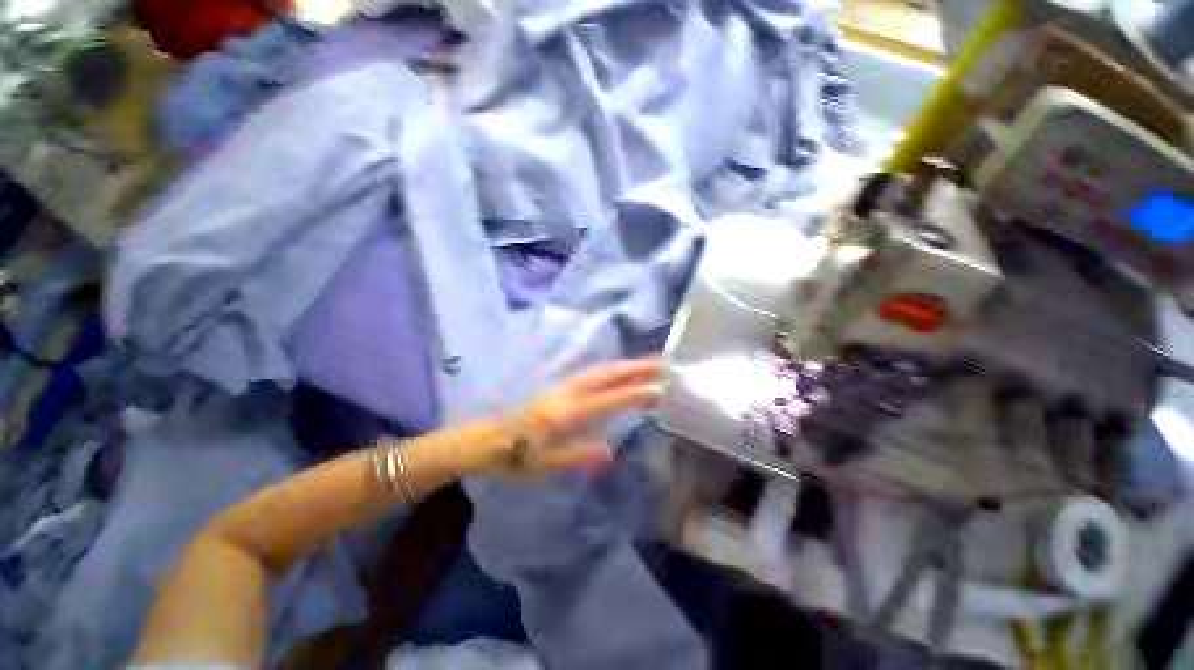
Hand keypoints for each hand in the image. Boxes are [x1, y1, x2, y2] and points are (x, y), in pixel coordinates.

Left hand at [482, 357, 664, 476]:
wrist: (484, 441)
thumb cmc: (513, 458)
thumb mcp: (544, 465)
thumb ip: (577, 455)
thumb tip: (610, 450)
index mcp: (564, 414)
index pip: (606, 400)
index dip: (633, 394)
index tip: (658, 389)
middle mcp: (566, 394)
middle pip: (605, 375)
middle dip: (634, 368)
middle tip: (661, 364)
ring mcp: (562, 388)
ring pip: (598, 371)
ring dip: (624, 365)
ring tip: (647, 363)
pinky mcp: (559, 388)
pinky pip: (591, 374)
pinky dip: (610, 370)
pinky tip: (618, 372)